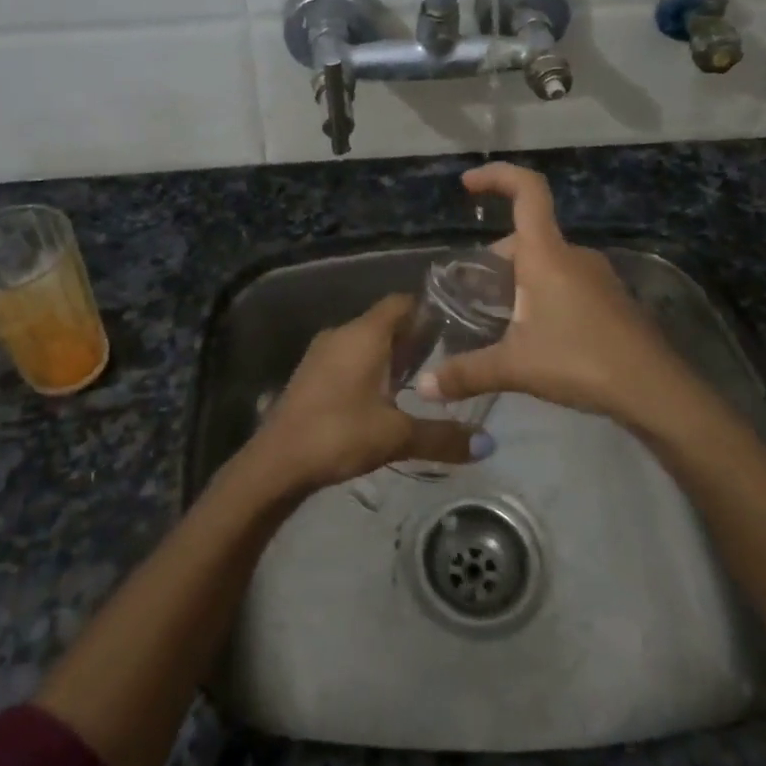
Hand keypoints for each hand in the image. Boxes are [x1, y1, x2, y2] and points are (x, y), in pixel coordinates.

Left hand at [246, 294, 489, 494]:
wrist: (276, 462)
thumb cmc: (338, 434)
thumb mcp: (396, 436)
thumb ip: (443, 436)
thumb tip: (489, 444)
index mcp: (364, 334)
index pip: (402, 303)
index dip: (430, 310)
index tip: (459, 326)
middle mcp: (342, 333)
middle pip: (386, 322)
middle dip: (416, 337)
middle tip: (450, 357)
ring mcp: (322, 352)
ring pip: (366, 341)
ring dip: (392, 355)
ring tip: (424, 379)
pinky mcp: (312, 374)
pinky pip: (350, 358)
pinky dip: (371, 368)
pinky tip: (387, 397)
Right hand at [417, 163, 703, 430]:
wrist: (654, 390)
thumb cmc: (580, 361)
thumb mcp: (515, 367)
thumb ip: (465, 373)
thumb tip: (423, 388)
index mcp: (547, 254)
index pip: (527, 190)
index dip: (496, 176)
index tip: (467, 184)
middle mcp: (572, 255)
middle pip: (525, 238)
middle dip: (492, 261)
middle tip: (469, 298)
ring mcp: (596, 276)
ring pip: (544, 262)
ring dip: (515, 281)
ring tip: (495, 321)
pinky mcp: (609, 299)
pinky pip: (564, 281)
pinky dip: (540, 294)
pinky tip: (533, 335)